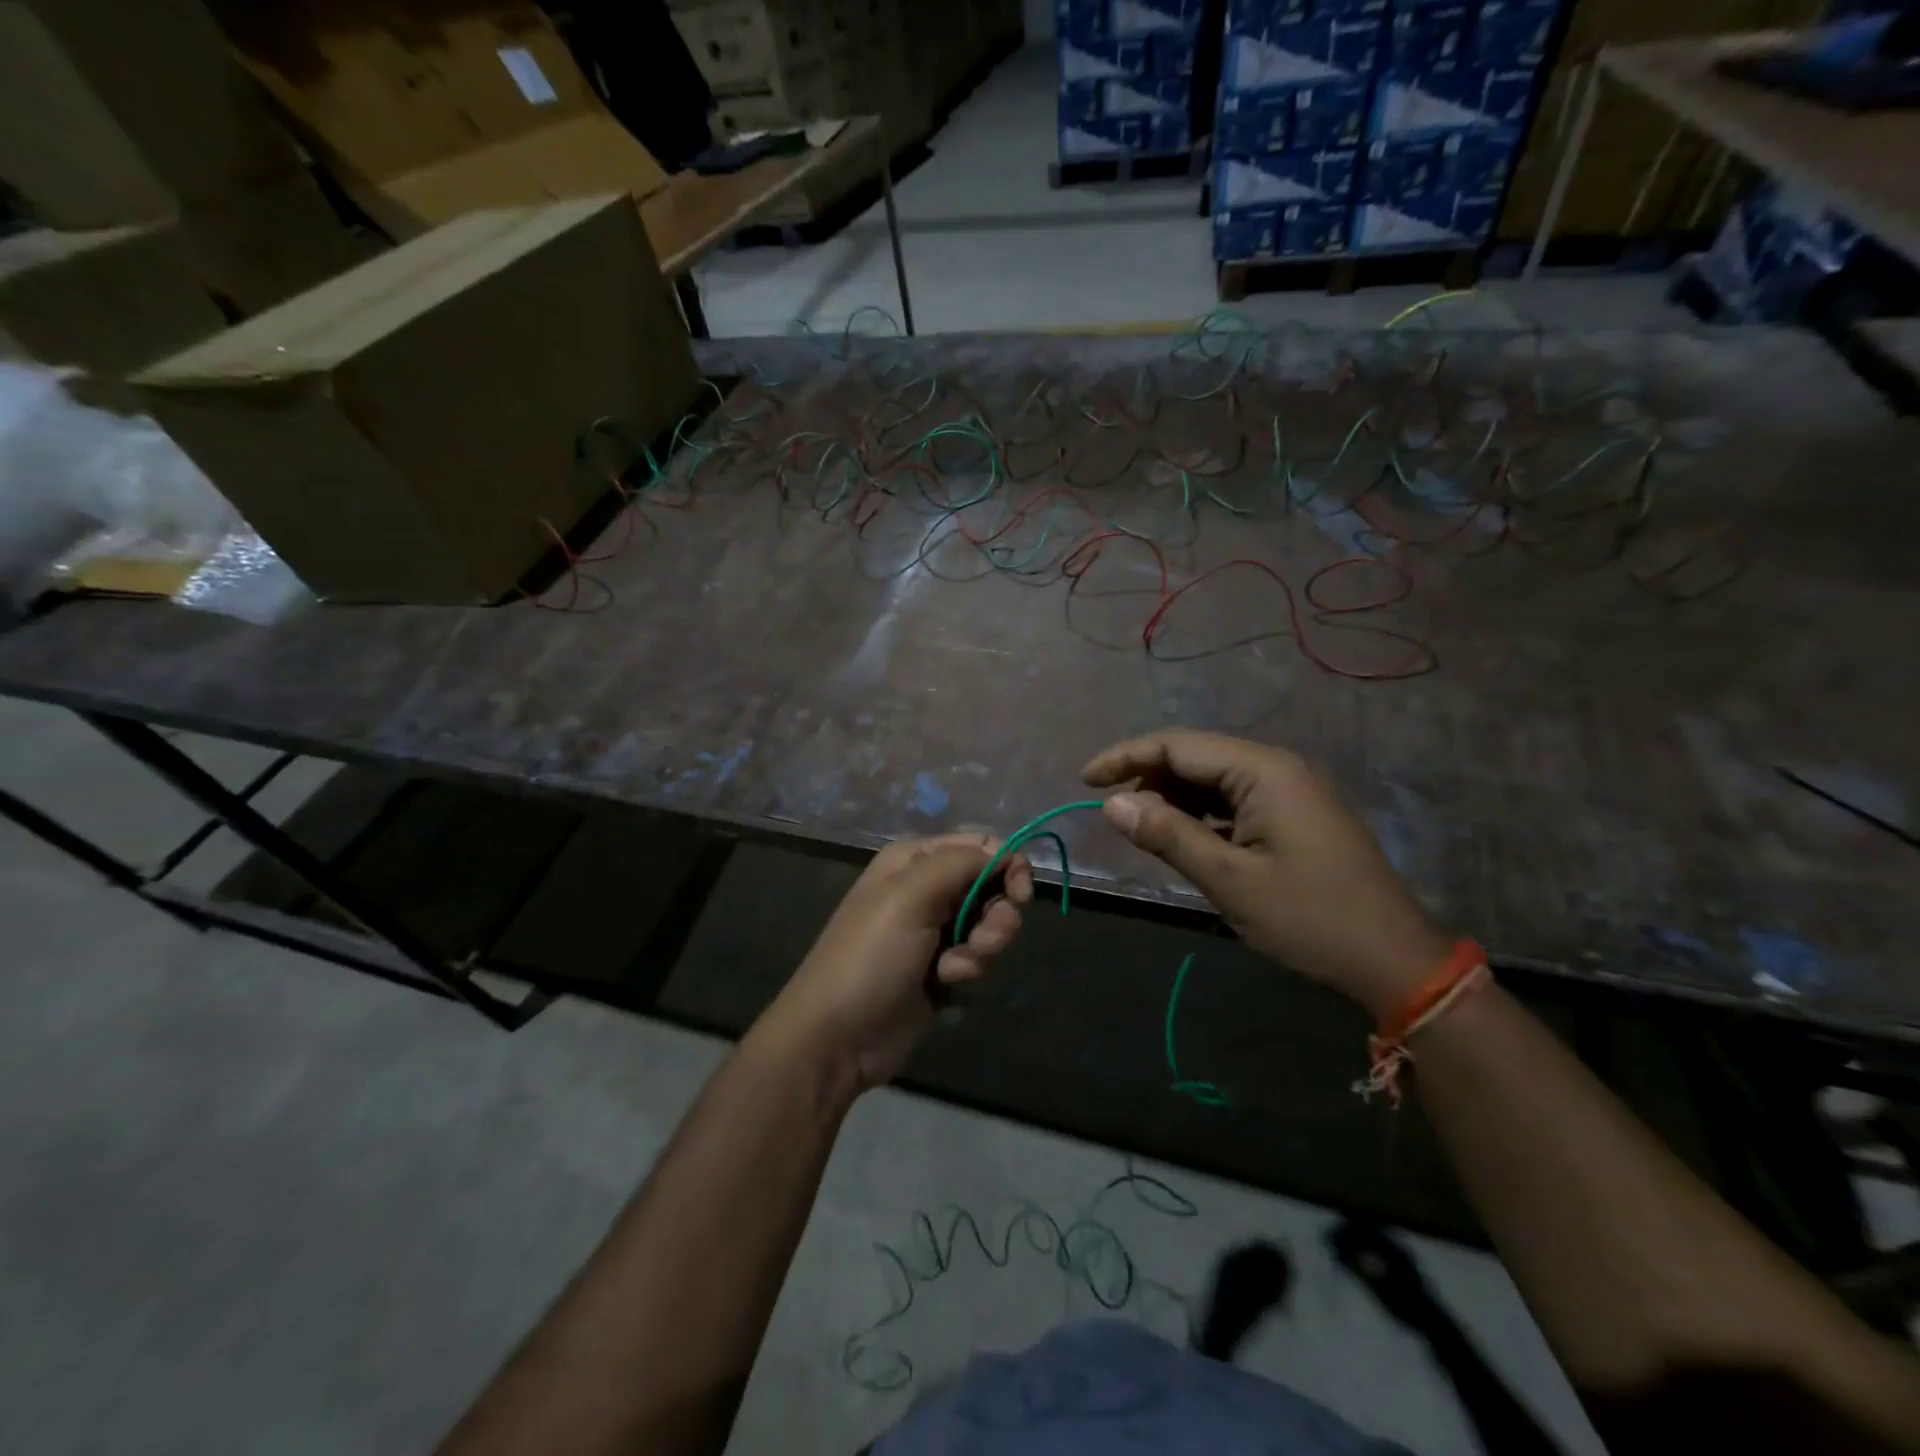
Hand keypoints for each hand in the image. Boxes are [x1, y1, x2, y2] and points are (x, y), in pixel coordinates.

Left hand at [766, 833, 1032, 1091]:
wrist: (838, 1036)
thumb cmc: (871, 957)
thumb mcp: (910, 896)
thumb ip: (961, 862)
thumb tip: (1006, 852)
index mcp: (915, 859)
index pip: (981, 844)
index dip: (1008, 866)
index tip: (1018, 896)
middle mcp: (928, 887)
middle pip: (993, 884)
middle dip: (996, 915)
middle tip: (982, 940)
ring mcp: (935, 928)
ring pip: (990, 923)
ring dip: (983, 946)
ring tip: (955, 969)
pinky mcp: (942, 966)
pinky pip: (978, 955)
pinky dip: (970, 969)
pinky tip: (946, 985)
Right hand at [1083, 730, 1448, 1017]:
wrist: (1394, 960)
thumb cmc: (1310, 919)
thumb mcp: (1229, 880)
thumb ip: (1168, 835)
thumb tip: (1112, 804)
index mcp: (1262, 771)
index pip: (1177, 746)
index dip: (1125, 758)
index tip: (1083, 780)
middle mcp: (1275, 768)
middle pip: (1194, 756)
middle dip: (1147, 776)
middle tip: (1110, 810)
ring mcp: (1287, 790)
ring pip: (1212, 778)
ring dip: (1172, 797)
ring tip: (1140, 827)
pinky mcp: (1292, 815)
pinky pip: (1232, 799)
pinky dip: (1199, 813)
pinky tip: (1182, 836)